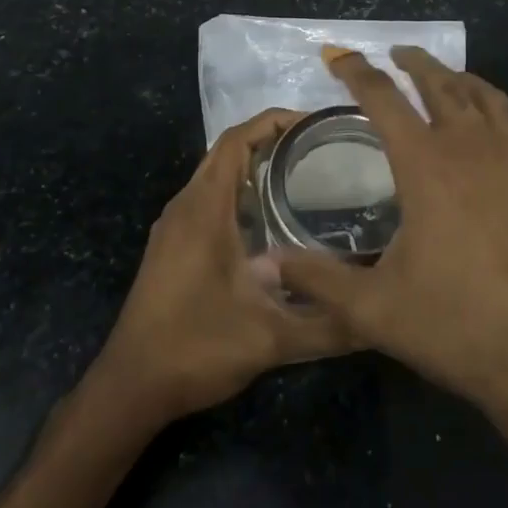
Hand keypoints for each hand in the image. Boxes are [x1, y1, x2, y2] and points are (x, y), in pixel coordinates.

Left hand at [92, 109, 350, 424]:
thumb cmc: (195, 348)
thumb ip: (327, 327)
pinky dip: (239, 193)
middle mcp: (185, 206)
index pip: (236, 140)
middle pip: (227, 151)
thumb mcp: (270, 339)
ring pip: (216, 176)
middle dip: (271, 140)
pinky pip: (208, 200)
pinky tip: (271, 220)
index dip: (274, 121)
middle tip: (321, 148)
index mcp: (204, 209)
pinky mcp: (172, 247)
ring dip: (254, 166)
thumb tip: (377, 316)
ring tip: (305, 176)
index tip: (316, 123)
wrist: (131, 386)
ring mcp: (174, 227)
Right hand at [275, 48, 507, 430]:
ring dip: (462, 80)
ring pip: (490, 99)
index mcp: (426, 165)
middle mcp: (473, 149)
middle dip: (415, 63)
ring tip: (446, 77)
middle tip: (397, 53)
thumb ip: (316, 279)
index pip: (383, 99)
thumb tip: (264, 263)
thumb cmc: (456, 327)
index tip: (338, 55)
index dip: (356, 72)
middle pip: (442, 85)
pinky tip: (502, 127)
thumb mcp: (373, 309)